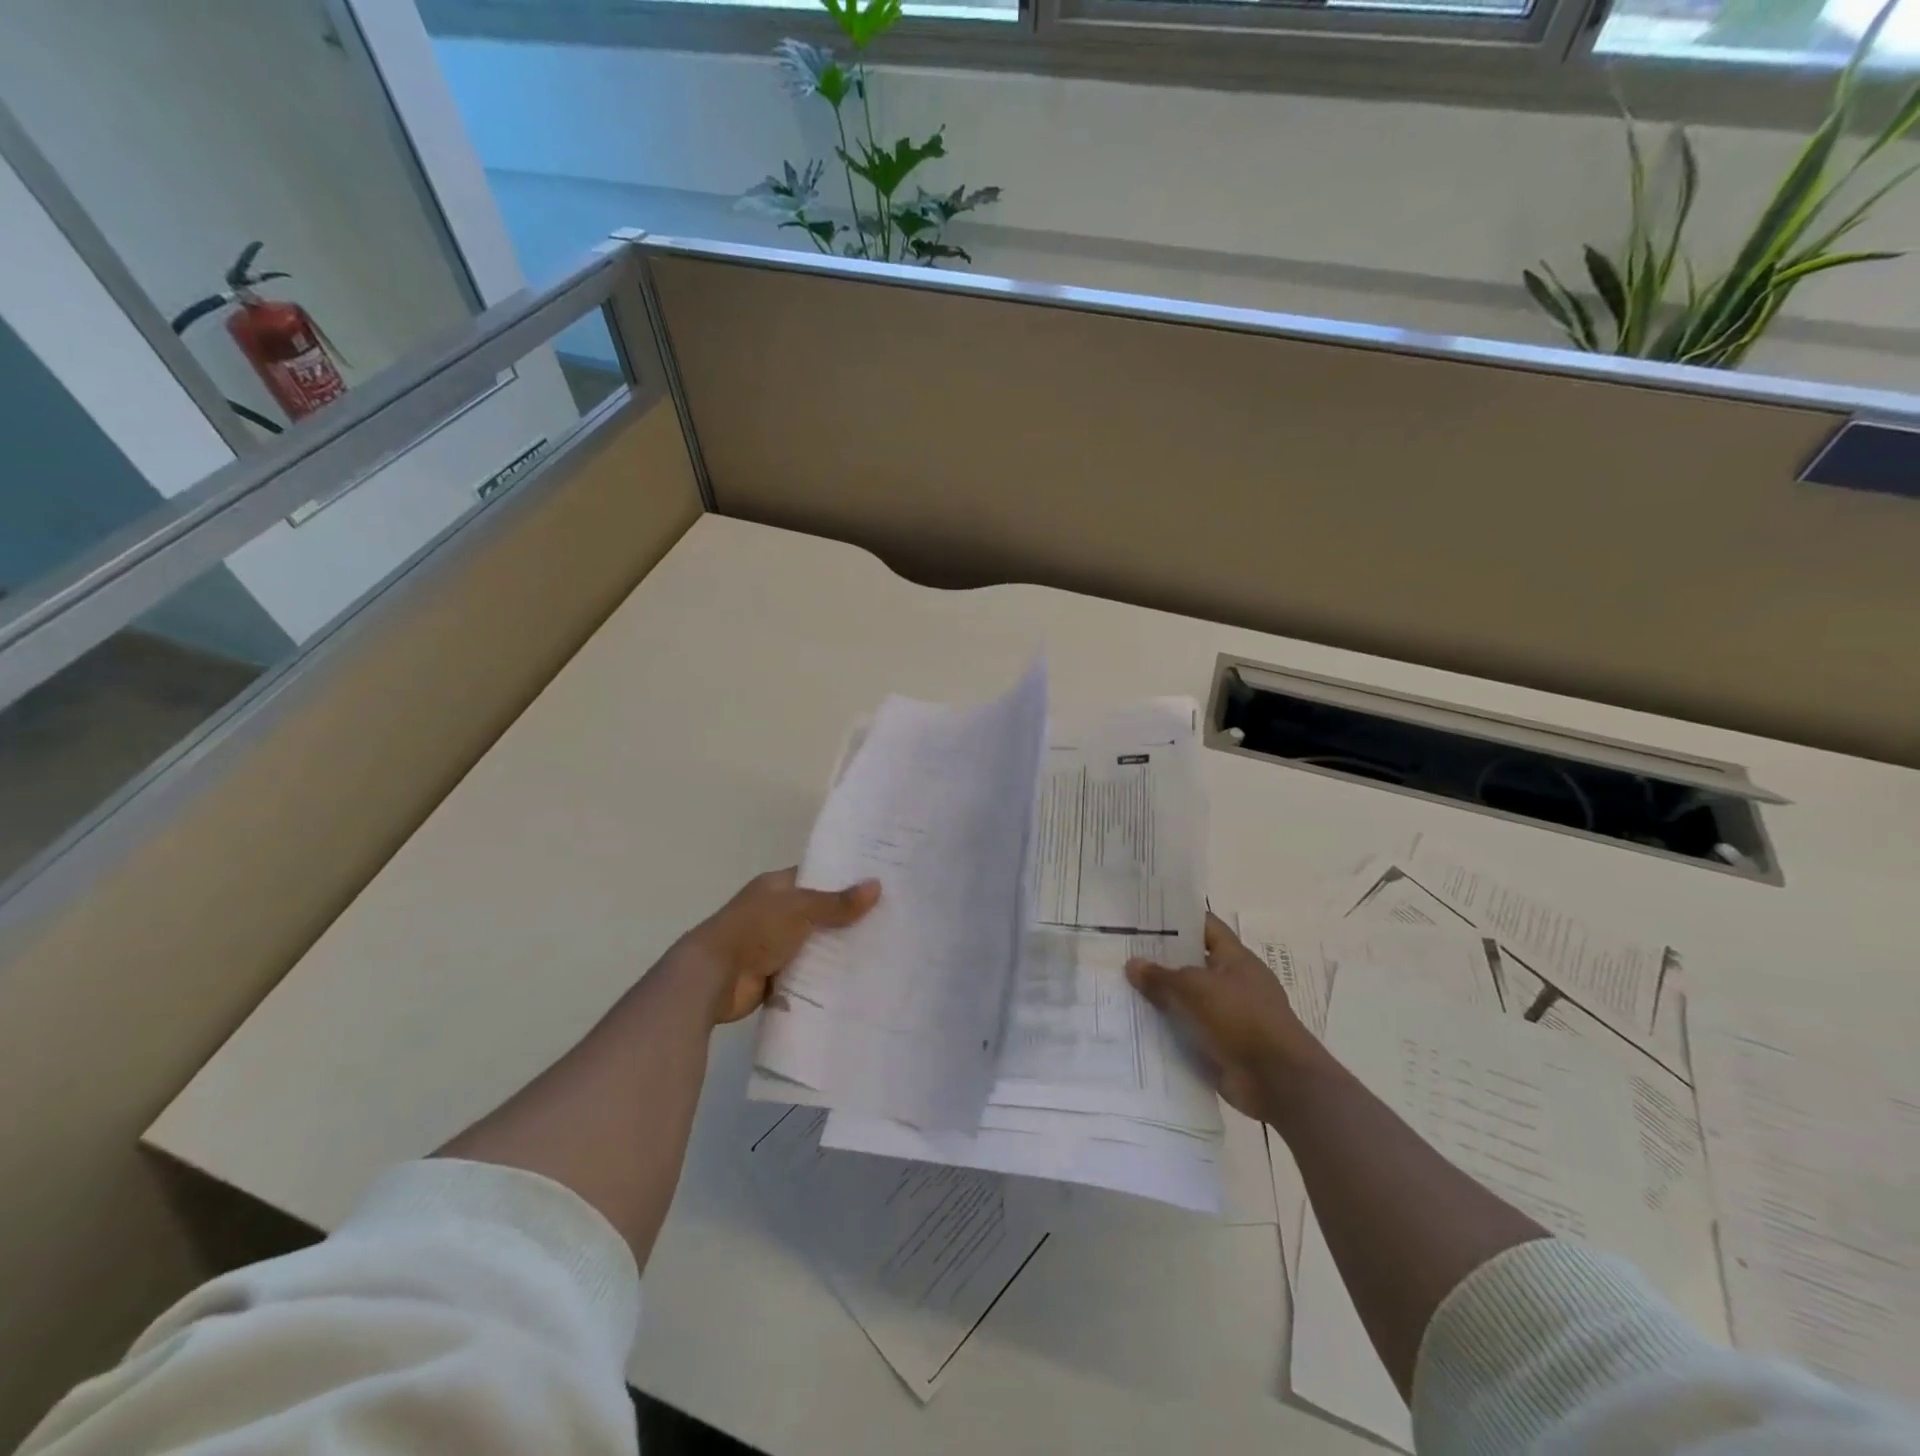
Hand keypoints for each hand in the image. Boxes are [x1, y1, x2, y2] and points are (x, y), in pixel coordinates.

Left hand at [677, 868, 880, 1025]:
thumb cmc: (754, 931)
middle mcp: (775, 912)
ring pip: (815, 943)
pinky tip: (856, 977)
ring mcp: (774, 945)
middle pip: (819, 912)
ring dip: (837, 949)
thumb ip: (837, 902)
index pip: (816, 876)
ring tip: (882, 949)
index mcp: (776, 887)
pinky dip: (824, 975)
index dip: (844, 879)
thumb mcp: (800, 909)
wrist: (712, 978)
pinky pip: (807, 972)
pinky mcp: (775, 975)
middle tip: (890, 919)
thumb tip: (877, 885)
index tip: (878, 883)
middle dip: (848, 918)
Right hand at [1126, 912, 1319, 1121]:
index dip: (1178, 920)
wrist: (1277, 1081)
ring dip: (1161, 999)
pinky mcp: (1222, 1046)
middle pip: (1192, 964)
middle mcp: (1233, 983)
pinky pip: (1189, 1031)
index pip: (1205, 927)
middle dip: (1161, 961)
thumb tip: (1132, 963)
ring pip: (1188, 1000)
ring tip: (1122, 989)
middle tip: (1123, 953)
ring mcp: (1229, 1016)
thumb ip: (1161, 977)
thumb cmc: (1241, 1019)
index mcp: (1236, 959)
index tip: (1145, 917)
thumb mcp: (1195, 989)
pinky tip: (1137, 1026)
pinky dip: (1168, 1030)